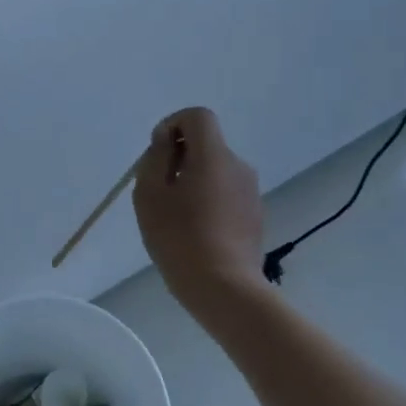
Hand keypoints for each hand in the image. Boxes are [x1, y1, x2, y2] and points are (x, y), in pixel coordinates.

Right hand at [133, 107, 263, 304]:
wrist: (224, 289)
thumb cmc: (179, 237)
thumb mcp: (150, 194)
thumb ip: (156, 157)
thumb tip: (167, 140)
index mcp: (214, 155)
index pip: (198, 116)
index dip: (174, 124)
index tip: (157, 153)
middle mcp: (238, 166)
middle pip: (207, 144)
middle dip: (180, 157)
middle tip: (159, 191)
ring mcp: (251, 193)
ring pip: (216, 171)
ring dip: (194, 181)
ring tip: (175, 216)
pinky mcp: (255, 216)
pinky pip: (226, 194)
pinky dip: (208, 201)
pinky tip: (195, 232)